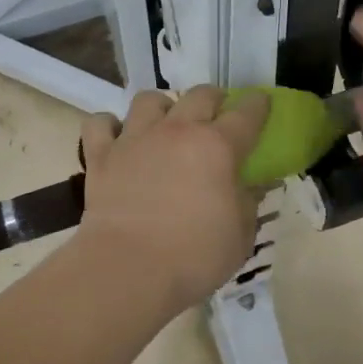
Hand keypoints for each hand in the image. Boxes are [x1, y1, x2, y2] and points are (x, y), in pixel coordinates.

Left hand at [77, 86, 271, 315]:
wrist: (128, 269)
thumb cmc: (194, 256)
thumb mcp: (240, 235)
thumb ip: (248, 202)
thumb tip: (250, 185)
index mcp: (217, 146)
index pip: (246, 114)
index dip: (257, 105)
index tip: (262, 103)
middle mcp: (177, 130)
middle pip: (200, 95)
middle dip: (213, 99)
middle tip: (216, 115)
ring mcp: (135, 138)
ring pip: (149, 99)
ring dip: (162, 106)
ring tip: (165, 123)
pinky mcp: (102, 155)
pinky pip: (100, 123)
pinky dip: (108, 126)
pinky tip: (117, 138)